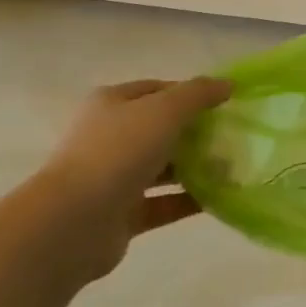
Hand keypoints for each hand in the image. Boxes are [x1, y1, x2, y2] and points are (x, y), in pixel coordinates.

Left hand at [31, 77, 232, 279]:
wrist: (73, 223)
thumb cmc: (118, 152)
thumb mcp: (165, 110)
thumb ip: (199, 94)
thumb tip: (228, 84)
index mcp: (111, 105)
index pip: (156, 90)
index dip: (190, 93)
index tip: (224, 104)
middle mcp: (109, 137)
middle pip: (161, 129)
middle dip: (196, 132)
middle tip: (232, 137)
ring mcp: (113, 178)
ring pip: (162, 167)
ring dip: (196, 167)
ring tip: (233, 168)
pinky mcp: (122, 214)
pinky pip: (163, 203)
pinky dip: (189, 200)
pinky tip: (219, 198)